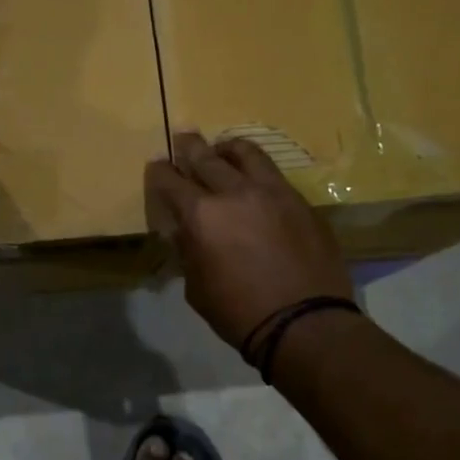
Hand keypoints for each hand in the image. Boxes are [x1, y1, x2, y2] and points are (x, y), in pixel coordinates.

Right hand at [145, 132, 354, 348]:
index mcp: (202, 215)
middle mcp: (236, 193)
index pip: (171, 181)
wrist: (304, 322)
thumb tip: (185, 231)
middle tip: (183, 137)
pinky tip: (255, 181)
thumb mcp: (196, 286)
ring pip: (247, 154)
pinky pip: (274, 175)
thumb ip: (189, 251)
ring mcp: (274, 193)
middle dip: (189, 146)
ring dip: (229, 148)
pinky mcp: (301, 202)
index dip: (159, 172)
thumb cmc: (238, 312)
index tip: (156, 165)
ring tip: (223, 149)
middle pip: (207, 157)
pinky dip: (257, 171)